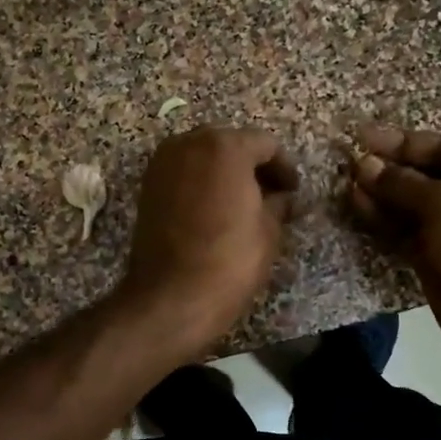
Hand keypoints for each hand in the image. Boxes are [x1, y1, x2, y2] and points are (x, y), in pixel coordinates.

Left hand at [117, 127, 299, 349]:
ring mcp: (163, 163)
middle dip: (252, 166)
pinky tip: (214, 210)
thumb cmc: (230, 260)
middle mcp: (189, 143)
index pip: (265, 144)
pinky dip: (201, 183)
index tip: (293, 192)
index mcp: (225, 146)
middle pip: (230, 144)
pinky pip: (183, 173)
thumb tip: (282, 198)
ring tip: (242, 204)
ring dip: (224, 173)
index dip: (284, 168)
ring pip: (203, 157)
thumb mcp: (269, 230)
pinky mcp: (147, 186)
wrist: (172, 296)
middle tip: (271, 195)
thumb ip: (278, 203)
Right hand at [348, 125, 440, 361]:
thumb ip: (403, 184)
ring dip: (381, 195)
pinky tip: (358, 205)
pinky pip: (405, 233)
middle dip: (389, 169)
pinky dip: (383, 221)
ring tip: (348, 184)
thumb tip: (365, 165)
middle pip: (426, 176)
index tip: (363, 138)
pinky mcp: (436, 259)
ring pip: (411, 206)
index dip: (403, 143)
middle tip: (350, 163)